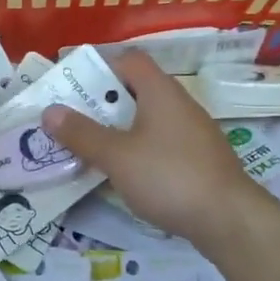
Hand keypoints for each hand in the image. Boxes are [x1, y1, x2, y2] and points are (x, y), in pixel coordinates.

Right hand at [42, 51, 270, 246]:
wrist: (230, 220)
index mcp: (160, 91)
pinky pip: (162, 144)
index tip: (74, 89)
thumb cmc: (169, 177)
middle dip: (103, 105)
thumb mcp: (116, 156)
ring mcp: (193, 133)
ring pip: (149, 120)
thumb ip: (82, 133)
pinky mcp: (200, 160)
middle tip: (74, 122)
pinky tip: (126, 175)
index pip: (130, 60)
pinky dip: (140, 151)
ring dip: (120, 130)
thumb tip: (49, 111)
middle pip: (137, 90)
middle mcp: (180, 104)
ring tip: (92, 149)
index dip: (101, 68)